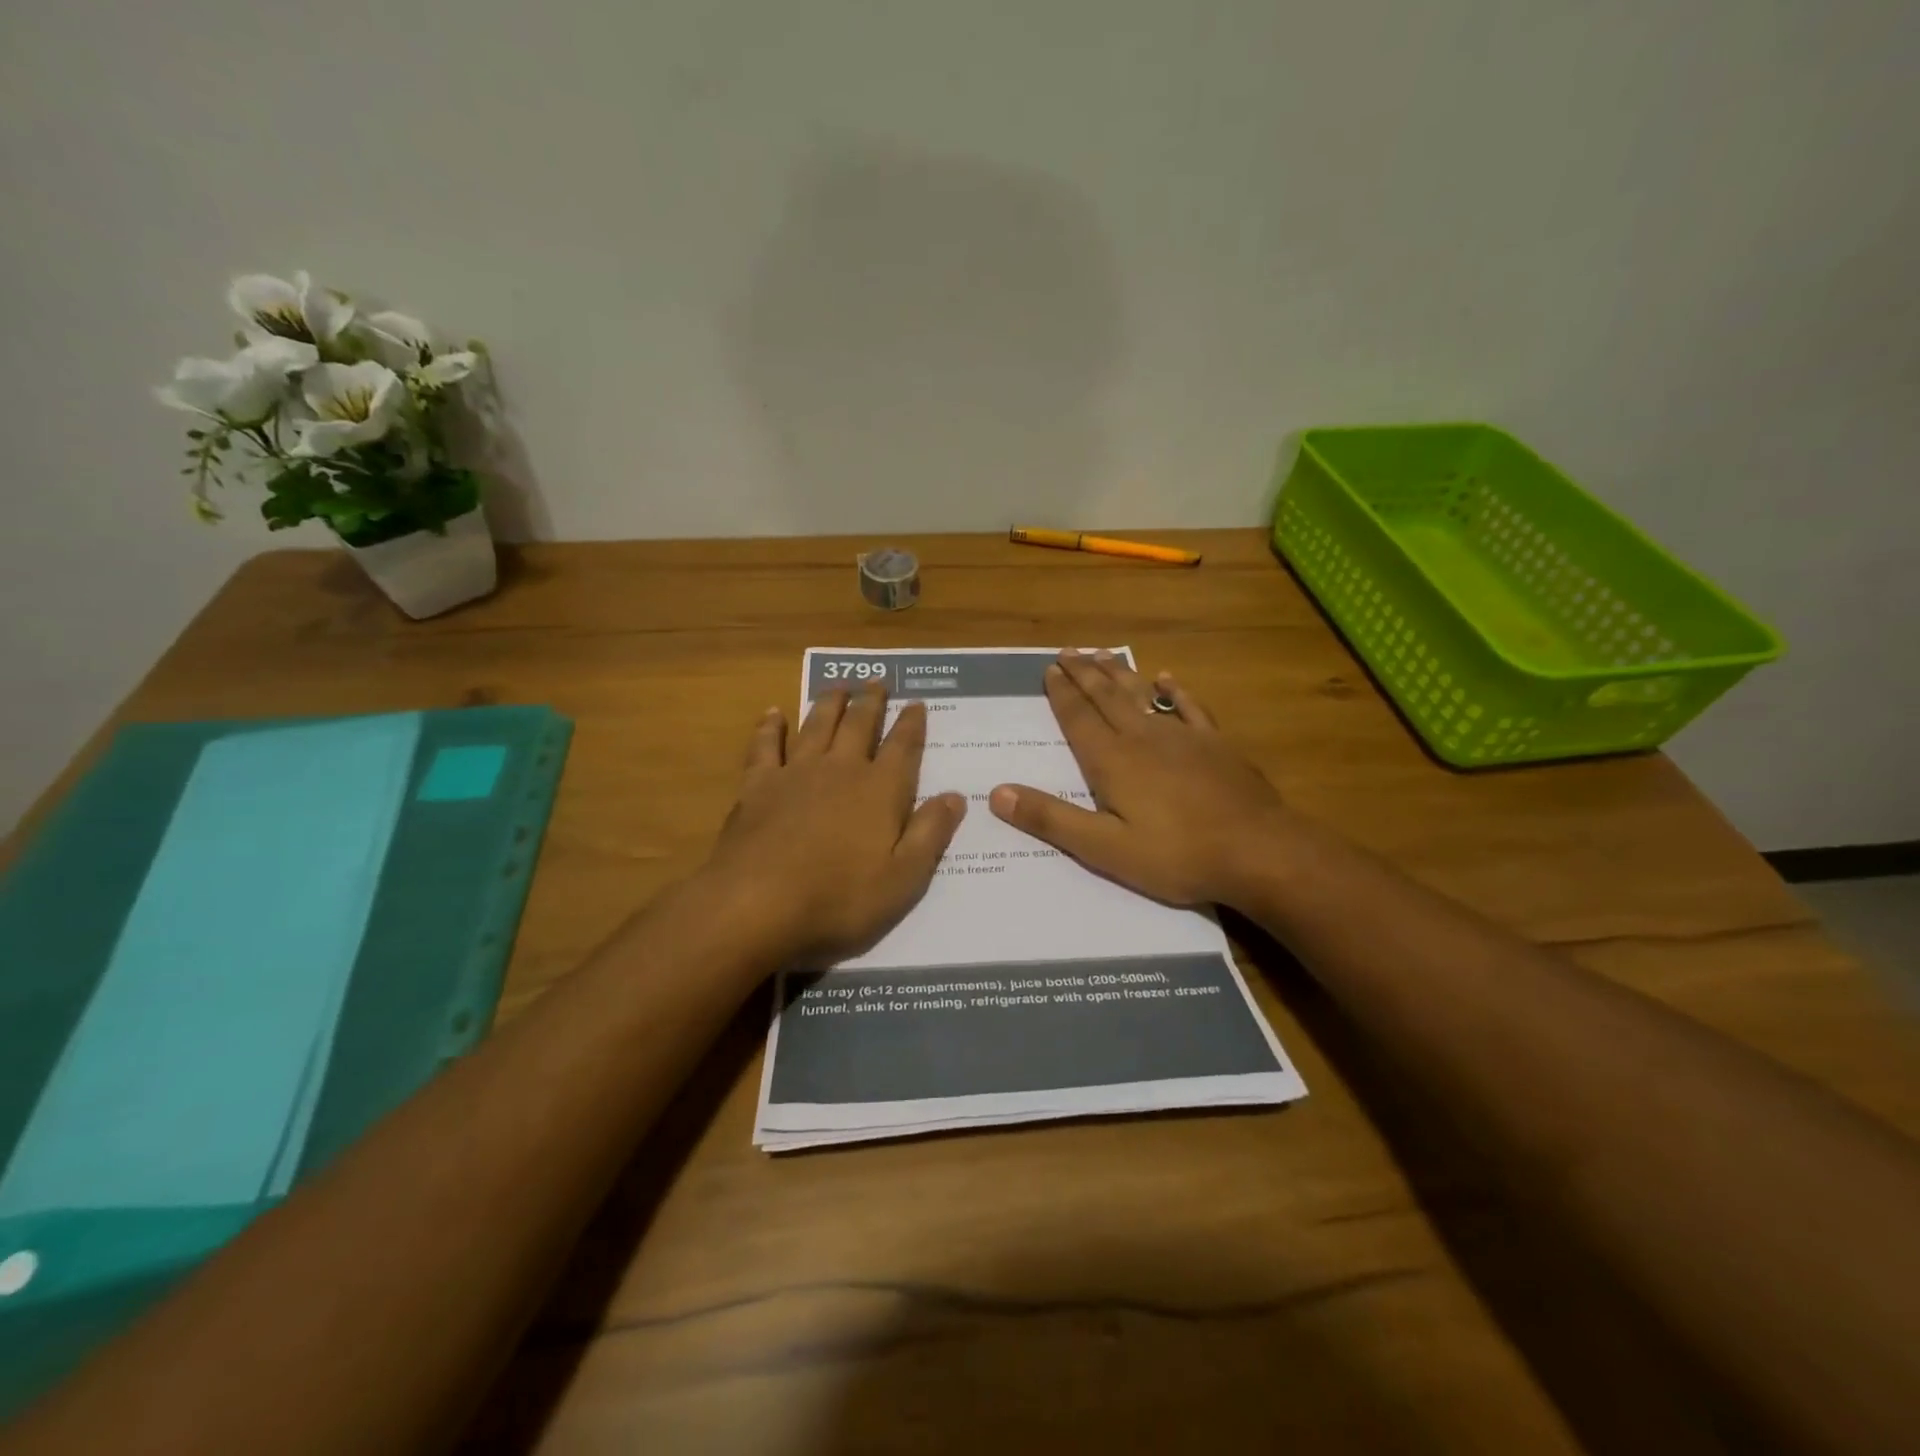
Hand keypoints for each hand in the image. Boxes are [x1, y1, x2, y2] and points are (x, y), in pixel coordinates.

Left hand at [702, 685, 966, 965]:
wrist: (757, 903)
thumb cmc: (839, 898)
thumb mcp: (904, 878)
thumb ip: (930, 833)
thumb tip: (956, 796)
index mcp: (880, 791)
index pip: (903, 747)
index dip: (912, 723)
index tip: (917, 702)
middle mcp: (840, 770)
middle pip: (859, 725)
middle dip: (871, 701)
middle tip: (877, 680)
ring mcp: (796, 773)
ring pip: (817, 724)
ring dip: (830, 702)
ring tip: (839, 686)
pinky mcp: (758, 785)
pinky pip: (765, 745)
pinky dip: (771, 727)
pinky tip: (774, 713)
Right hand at [988, 650, 1292, 907]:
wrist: (1258, 852)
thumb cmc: (1176, 856)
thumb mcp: (1103, 849)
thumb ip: (1051, 819)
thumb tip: (998, 793)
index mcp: (1112, 761)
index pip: (1078, 718)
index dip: (1061, 694)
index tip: (1049, 669)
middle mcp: (1143, 738)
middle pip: (1107, 697)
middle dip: (1085, 674)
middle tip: (1068, 651)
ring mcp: (1183, 737)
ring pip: (1143, 695)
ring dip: (1120, 674)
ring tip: (1103, 654)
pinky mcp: (1215, 745)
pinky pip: (1190, 708)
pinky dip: (1175, 692)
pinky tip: (1167, 679)